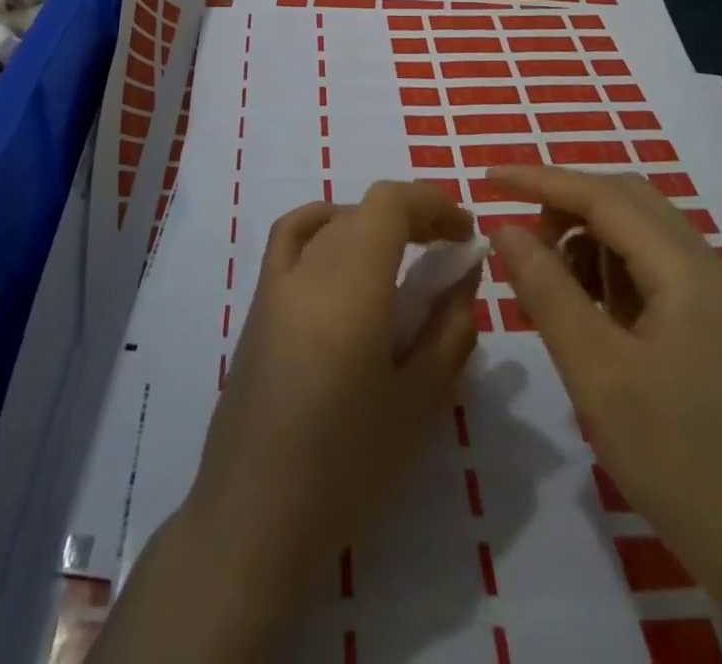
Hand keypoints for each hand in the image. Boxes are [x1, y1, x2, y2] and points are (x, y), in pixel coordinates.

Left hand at [94, 182, 479, 663]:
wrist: (256, 517)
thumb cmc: (348, 467)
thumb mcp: (420, 403)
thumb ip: (449, 328)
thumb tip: (464, 273)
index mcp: (350, 287)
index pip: (389, 203)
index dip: (431, 202)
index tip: (465, 231)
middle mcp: (309, 269)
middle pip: (364, 211)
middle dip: (412, 217)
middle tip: (447, 252)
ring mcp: (275, 283)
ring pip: (332, 223)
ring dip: (374, 223)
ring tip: (404, 256)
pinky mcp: (257, 304)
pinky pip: (289, 238)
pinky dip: (322, 224)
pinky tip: (342, 252)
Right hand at [487, 165, 721, 663]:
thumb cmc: (681, 461)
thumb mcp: (596, 373)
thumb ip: (546, 289)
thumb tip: (506, 227)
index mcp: (687, 269)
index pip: (602, 195)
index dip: (539, 180)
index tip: (487, 178)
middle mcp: (711, 270)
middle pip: (628, 203)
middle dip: (567, 207)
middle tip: (522, 242)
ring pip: (644, 237)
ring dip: (591, 243)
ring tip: (553, 289)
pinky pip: (658, 275)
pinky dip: (615, 276)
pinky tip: (595, 320)